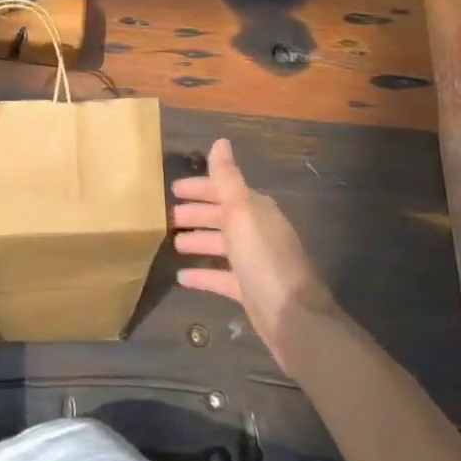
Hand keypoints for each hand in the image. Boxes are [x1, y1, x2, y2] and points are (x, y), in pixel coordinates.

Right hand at [173, 138, 336, 357]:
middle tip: (167, 216)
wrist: (293, 318)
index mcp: (256, 210)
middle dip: (196, 213)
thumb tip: (221, 141)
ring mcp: (254, 263)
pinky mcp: (250, 290)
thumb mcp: (241, 212)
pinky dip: (203, 275)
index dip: (200, 188)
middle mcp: (257, 232)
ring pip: (221, 245)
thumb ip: (227, 178)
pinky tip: (182, 278)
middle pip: (222, 217)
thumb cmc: (263, 259)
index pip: (224, 190)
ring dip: (197, 241)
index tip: (173, 189)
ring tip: (172, 243)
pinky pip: (221, 277)